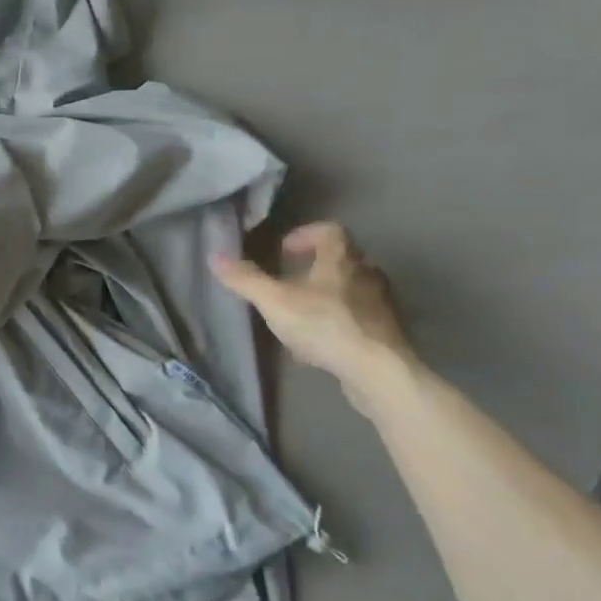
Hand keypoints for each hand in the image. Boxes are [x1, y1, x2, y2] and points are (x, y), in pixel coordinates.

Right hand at [212, 223, 413, 412]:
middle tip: (289, 282)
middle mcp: (366, 274)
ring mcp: (380, 304)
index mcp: (342, 259)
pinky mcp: (385, 332)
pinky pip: (357, 320)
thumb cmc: (324, 325)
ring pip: (350, 291)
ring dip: (326, 297)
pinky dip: (337, 324)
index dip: (305, 235)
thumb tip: (215, 256)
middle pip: (341, 260)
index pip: (329, 231)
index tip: (284, 250)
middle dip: (314, 268)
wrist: (377, 369)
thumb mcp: (275, 302)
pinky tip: (318, 346)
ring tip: (300, 316)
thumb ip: (246, 280)